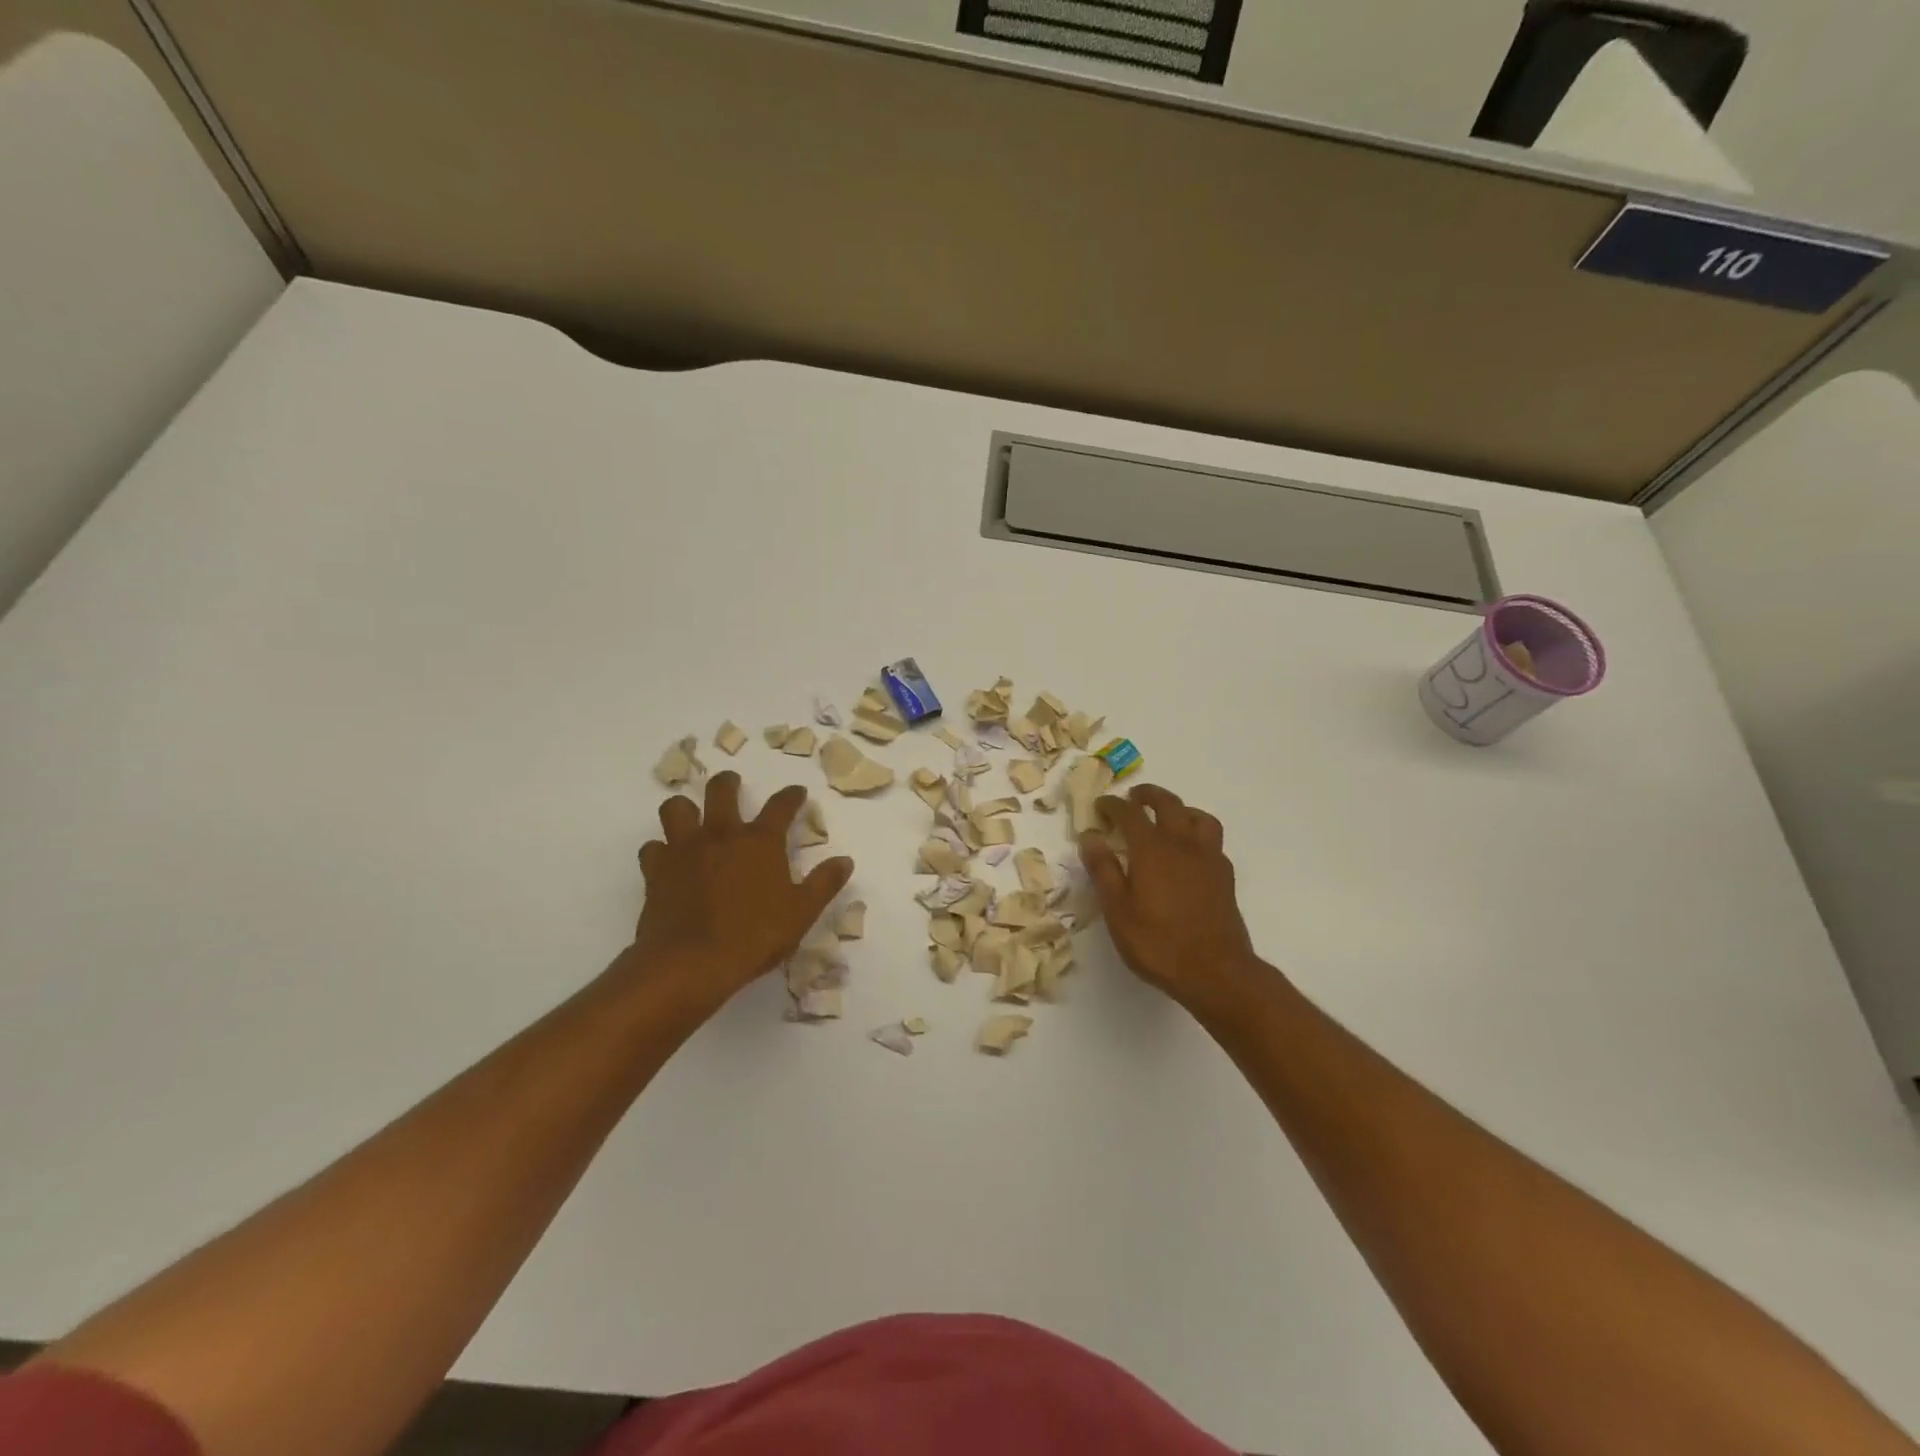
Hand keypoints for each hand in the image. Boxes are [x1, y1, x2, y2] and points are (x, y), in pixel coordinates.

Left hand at [627, 772, 853, 1013]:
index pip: (780, 806)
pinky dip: (660, 850)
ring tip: (691, 816)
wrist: (691, 962)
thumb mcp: (801, 913)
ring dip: (685, 809)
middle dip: (728, 783)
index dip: (791, 796)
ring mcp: (684, 849)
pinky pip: (653, 848)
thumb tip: (844, 861)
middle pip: (721, 791)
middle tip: (732, 785)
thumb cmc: (754, 936)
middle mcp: (721, 835)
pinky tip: (667, 860)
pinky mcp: (656, 870)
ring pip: (676, 809)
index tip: (797, 792)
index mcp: (760, 842)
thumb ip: (824, 883)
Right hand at [1079, 785, 1266, 1012]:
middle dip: (1148, 795)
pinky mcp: (1225, 876)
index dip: (1113, 805)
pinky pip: (1212, 840)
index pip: (1129, 814)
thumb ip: (1104, 870)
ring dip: (1180, 809)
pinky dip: (1197, 834)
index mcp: (1152, 849)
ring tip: (1167, 818)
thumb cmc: (1158, 944)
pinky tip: (1190, 852)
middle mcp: (1182, 844)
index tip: (1100, 806)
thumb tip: (1090, 837)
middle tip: (1133, 798)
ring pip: (1198, 817)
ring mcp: (1208, 859)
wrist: (1216, 972)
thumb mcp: (1118, 911)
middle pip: (1168, 804)